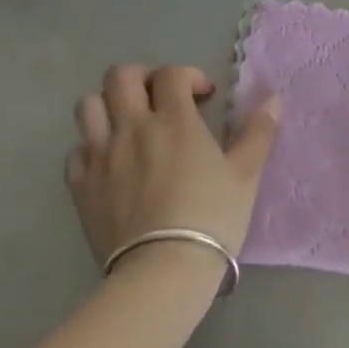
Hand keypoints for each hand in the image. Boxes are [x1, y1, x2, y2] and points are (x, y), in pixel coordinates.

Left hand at [65, 64, 280, 268]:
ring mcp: (102, 156)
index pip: (172, 74)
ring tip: (126, 123)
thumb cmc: (210, 218)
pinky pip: (75, 153)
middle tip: (159, 99)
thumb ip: (258, 132)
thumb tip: (274, 98)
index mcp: (174, 119)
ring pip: (88, 105)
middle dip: (141, 78)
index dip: (189, 76)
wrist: (162, 274)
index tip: (203, 97)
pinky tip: (107, 163)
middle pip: (121, 76)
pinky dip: (89, 149)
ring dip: (107, 106)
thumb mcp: (246, 174)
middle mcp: (133, 127)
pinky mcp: (81, 188)